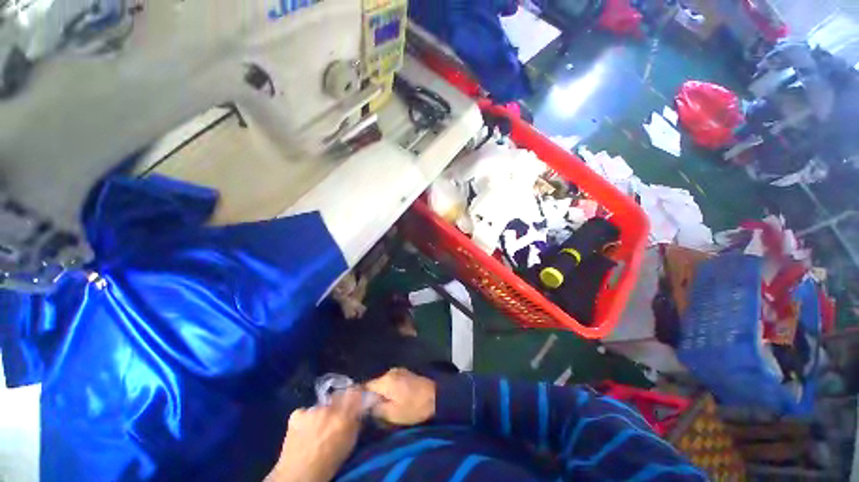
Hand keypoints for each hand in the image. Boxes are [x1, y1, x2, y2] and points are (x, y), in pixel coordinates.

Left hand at [266, 389, 362, 481]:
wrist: (299, 475)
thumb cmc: (328, 463)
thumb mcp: (349, 443)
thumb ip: (355, 422)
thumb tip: (359, 410)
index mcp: (345, 415)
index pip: (354, 392)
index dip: (355, 393)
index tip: (355, 396)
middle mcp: (329, 408)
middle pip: (337, 397)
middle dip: (337, 404)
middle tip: (334, 417)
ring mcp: (312, 410)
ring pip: (320, 406)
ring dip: (321, 413)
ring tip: (317, 427)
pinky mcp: (297, 414)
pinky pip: (304, 412)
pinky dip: (305, 418)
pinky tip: (304, 430)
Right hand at [365, 368, 435, 425]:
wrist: (436, 396)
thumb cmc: (414, 407)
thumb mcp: (393, 414)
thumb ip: (376, 410)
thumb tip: (365, 406)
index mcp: (385, 380)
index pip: (365, 385)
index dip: (359, 396)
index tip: (356, 406)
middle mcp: (389, 372)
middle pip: (373, 382)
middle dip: (369, 394)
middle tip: (366, 407)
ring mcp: (398, 371)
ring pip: (381, 381)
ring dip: (379, 391)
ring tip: (377, 404)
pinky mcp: (404, 373)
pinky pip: (389, 380)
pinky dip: (386, 388)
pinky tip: (388, 397)